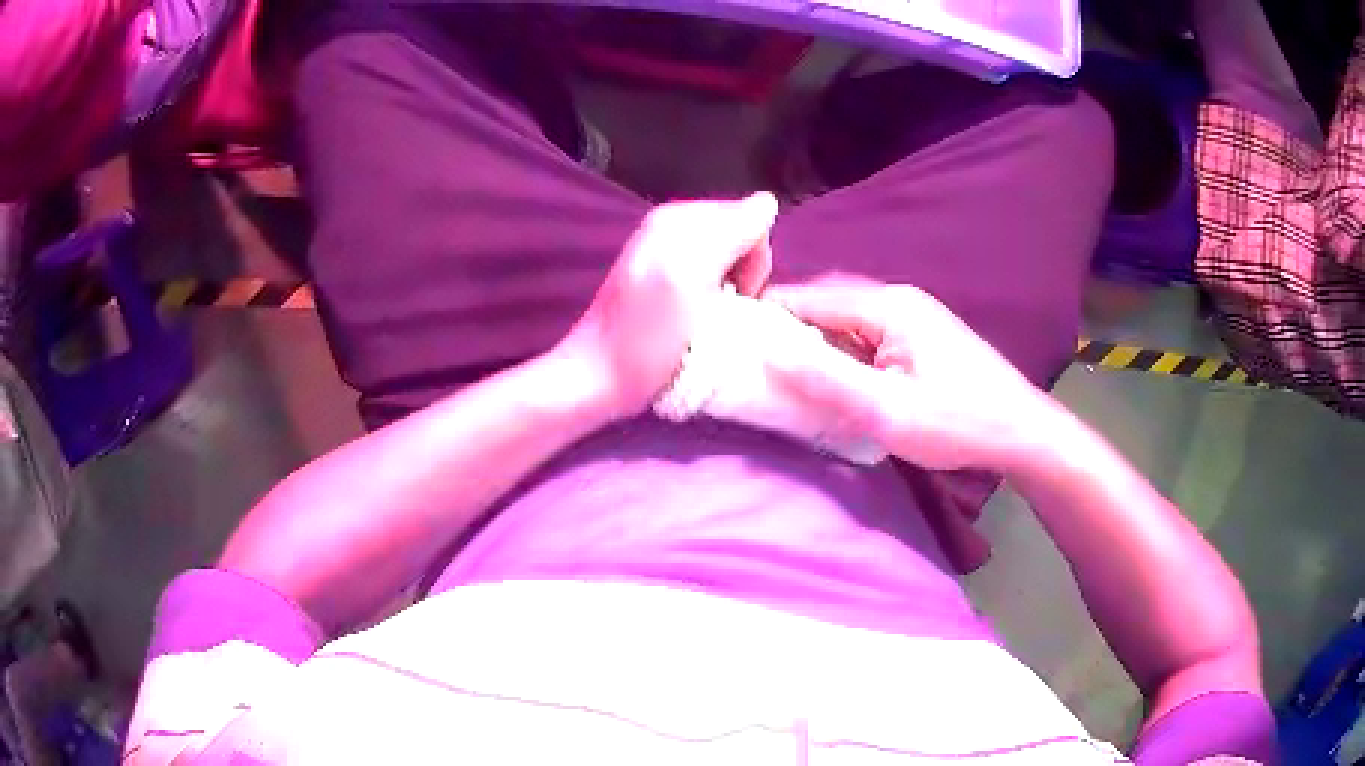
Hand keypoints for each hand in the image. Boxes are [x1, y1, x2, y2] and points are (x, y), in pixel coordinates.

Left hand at [558, 193, 778, 418]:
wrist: (598, 377)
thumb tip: (768, 202)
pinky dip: (717, 293)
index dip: (755, 261)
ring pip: (730, 257)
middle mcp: (673, 224)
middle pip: (741, 237)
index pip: (752, 222)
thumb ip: (728, 235)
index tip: (739, 296)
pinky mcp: (664, 274)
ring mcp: (667, 249)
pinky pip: (713, 272)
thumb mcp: (688, 282)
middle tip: (722, 309)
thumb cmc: (644, 340)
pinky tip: (700, 317)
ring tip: (710, 316)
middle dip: (744, 271)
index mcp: (680, 218)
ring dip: (733, 286)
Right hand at [767, 281, 1065, 472]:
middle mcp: (897, 300)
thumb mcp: (887, 411)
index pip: (810, 298)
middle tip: (755, 364)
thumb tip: (768, 353)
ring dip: (818, 345)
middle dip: (791, 331)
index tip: (732, 342)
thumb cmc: (957, 422)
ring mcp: (912, 317)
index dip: (769, 317)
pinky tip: (834, 382)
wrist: (1020, 432)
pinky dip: (843, 355)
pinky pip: (866, 337)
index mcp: (887, 306)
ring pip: (846, 323)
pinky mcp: (920, 338)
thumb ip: (828, 380)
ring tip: (786, 376)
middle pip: (827, 306)